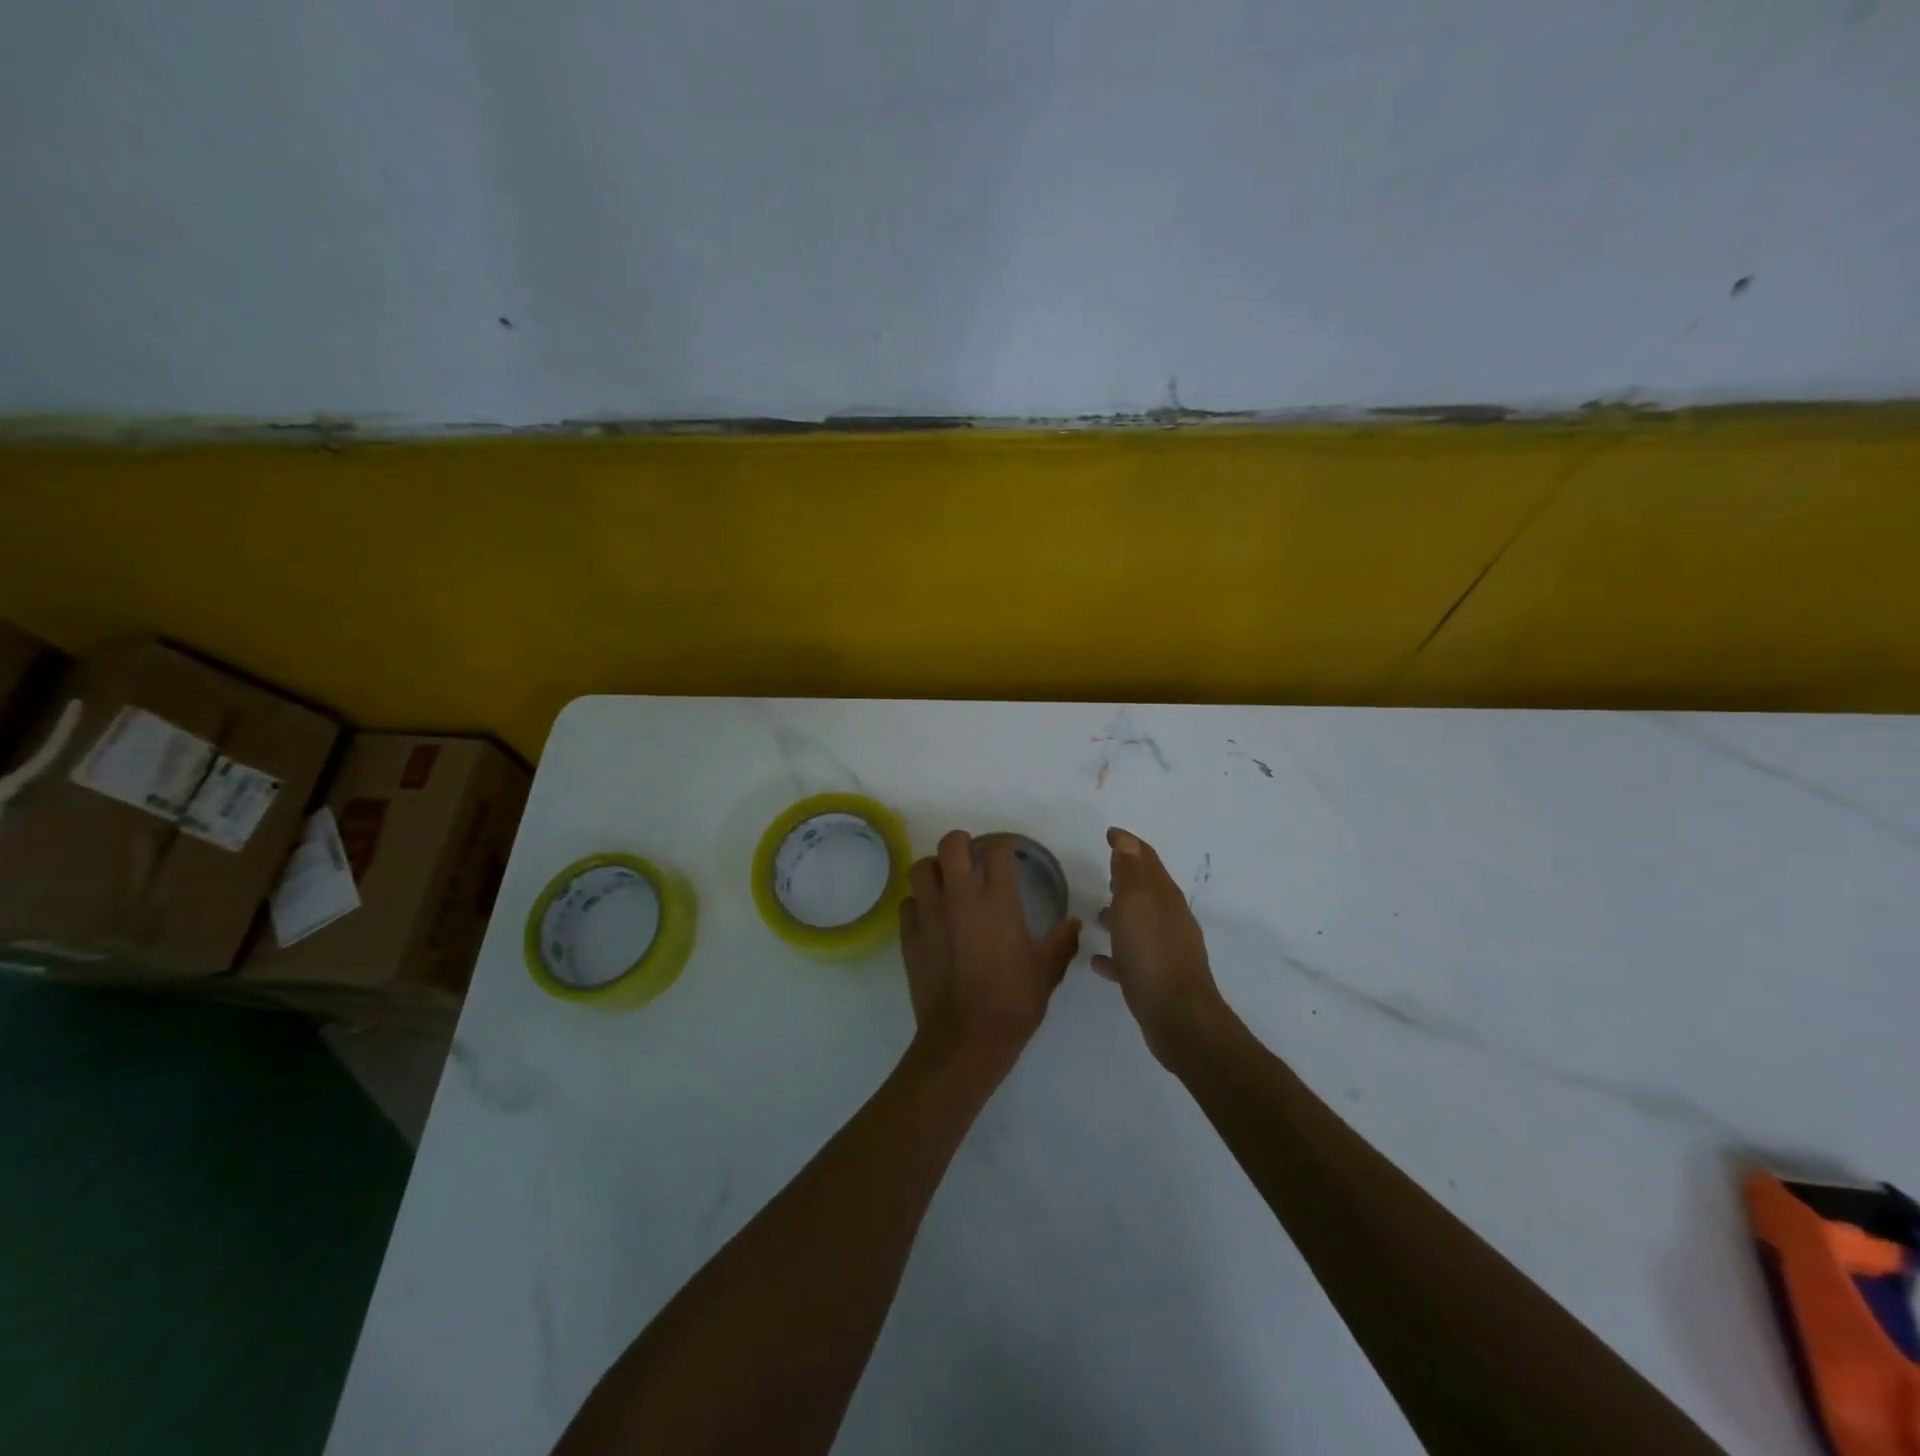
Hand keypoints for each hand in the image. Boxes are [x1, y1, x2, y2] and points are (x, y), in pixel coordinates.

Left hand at [900, 830, 1081, 1064]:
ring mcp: (930, 914)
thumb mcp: (1047, 970)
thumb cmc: (1013, 1001)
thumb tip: (1073, 922)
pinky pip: (909, 903)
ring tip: (946, 882)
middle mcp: (960, 897)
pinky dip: (919, 903)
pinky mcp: (909, 935)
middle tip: (971, 857)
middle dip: (961, 843)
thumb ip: (1061, 941)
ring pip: (922, 868)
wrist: (965, 1038)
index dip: (1004, 845)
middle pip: (951, 845)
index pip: (997, 850)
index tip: (1008, 853)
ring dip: (935, 869)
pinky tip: (931, 917)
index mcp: (998, 900)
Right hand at [1092, 827, 1226, 1061]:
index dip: (1128, 844)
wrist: (1178, 1017)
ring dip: (1120, 915)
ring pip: (1140, 923)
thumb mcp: (1136, 903)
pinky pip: (1132, 958)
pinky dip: (1116, 953)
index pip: (1146, 859)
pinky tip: (1097, 961)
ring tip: (1096, 916)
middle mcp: (1169, 918)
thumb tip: (1127, 840)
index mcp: (1164, 896)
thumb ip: (1130, 871)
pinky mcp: (1158, 979)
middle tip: (1104, 873)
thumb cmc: (1151, 952)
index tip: (1109, 834)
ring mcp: (1166, 950)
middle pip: (1146, 890)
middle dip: (1126, 878)